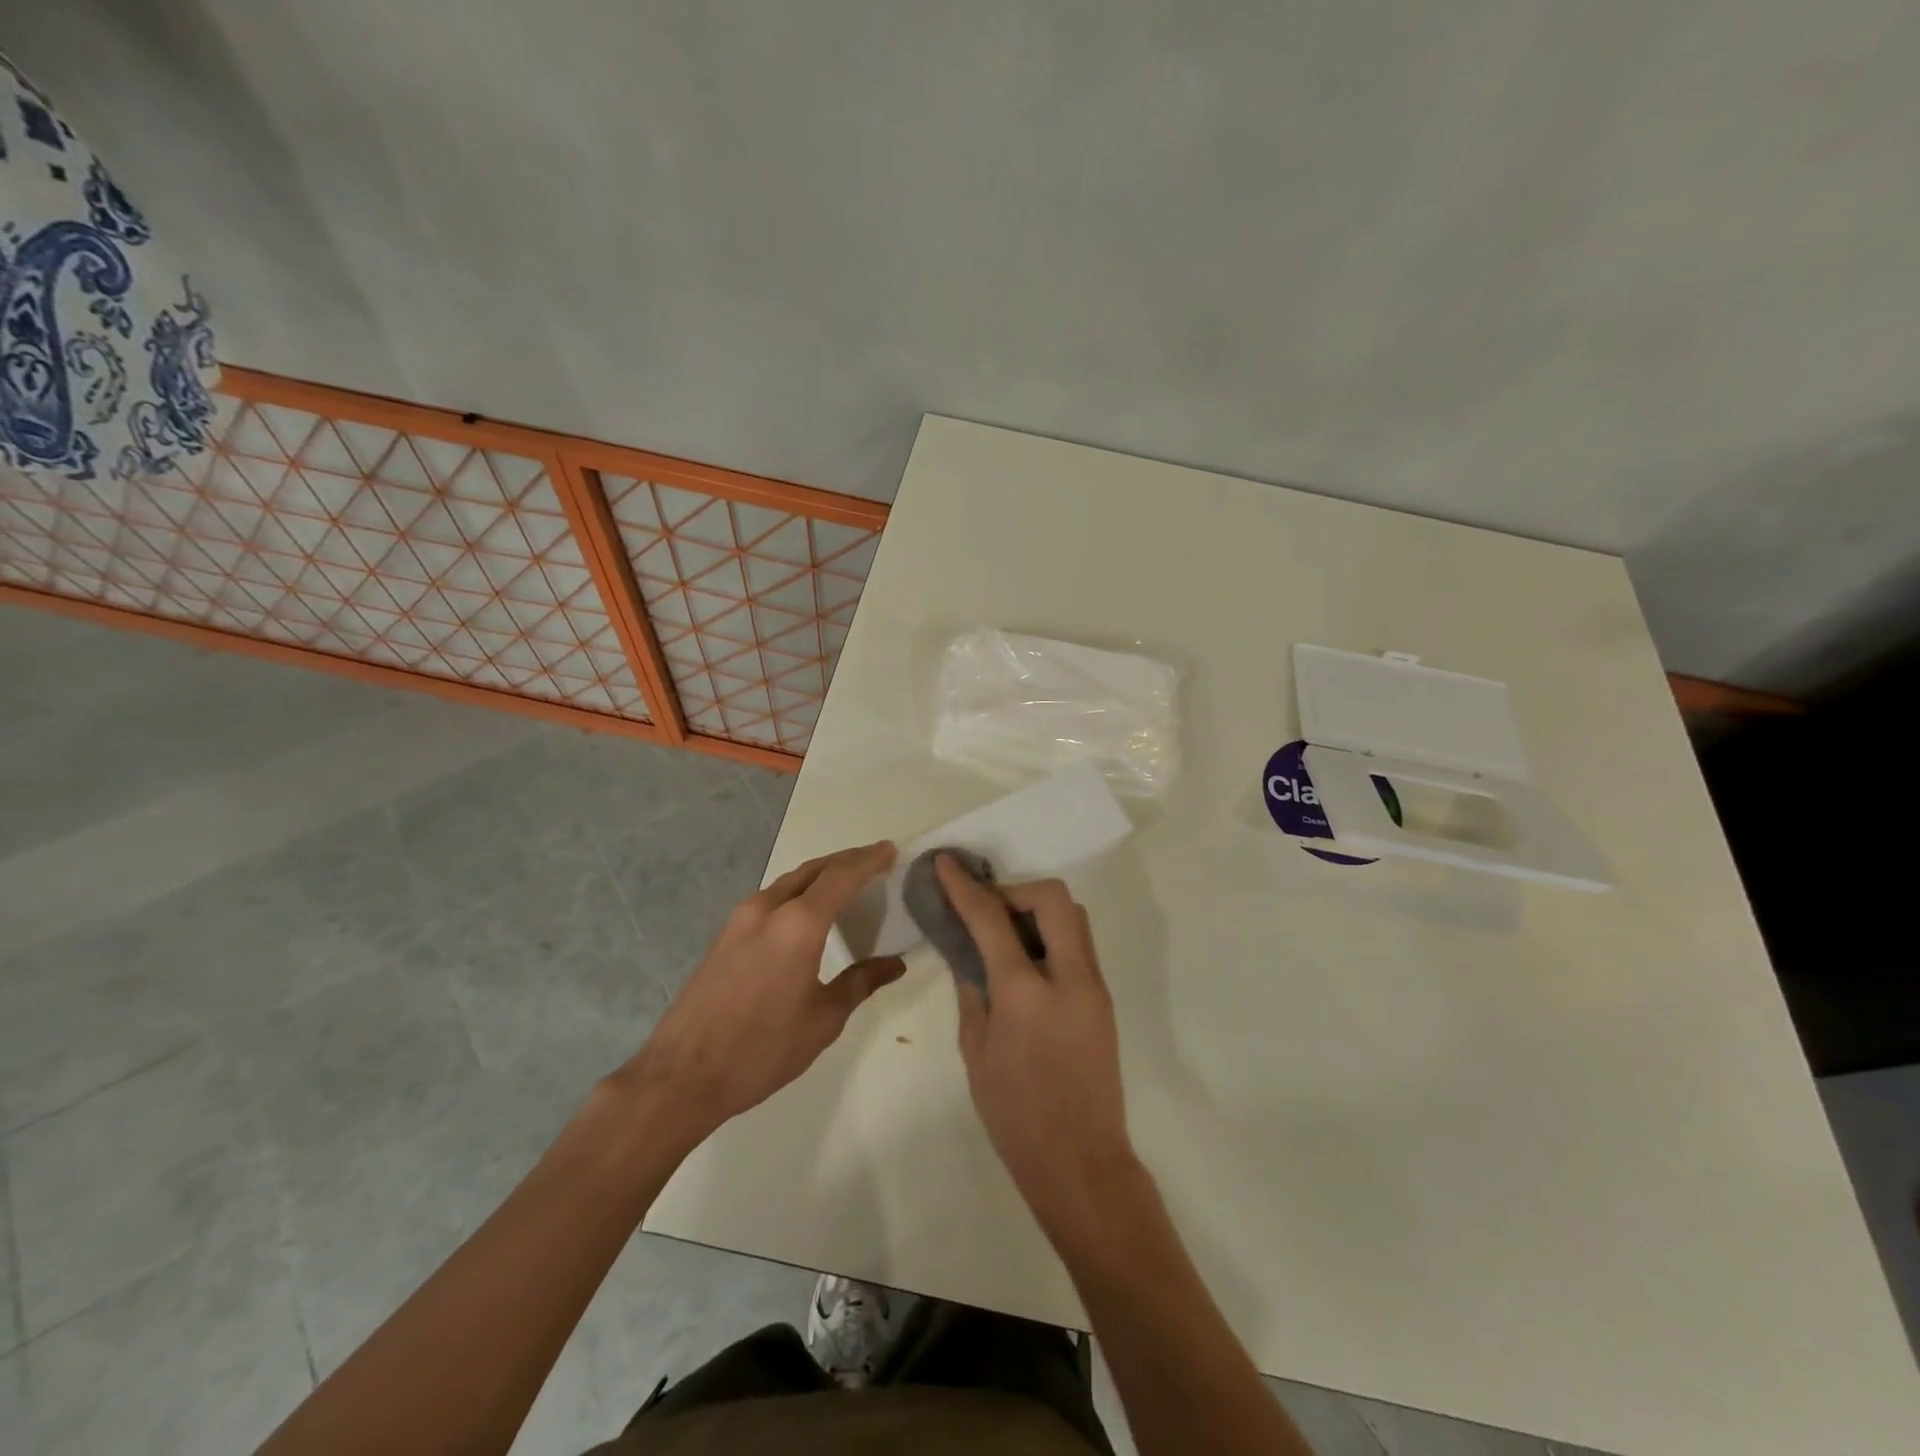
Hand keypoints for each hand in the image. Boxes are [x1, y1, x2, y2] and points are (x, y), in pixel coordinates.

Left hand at [621, 841, 904, 1141]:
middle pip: (814, 869)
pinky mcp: (725, 935)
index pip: (841, 876)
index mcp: (798, 924)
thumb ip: (861, 982)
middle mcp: (768, 908)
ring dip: (820, 874)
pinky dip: (798, 892)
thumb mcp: (823, 1020)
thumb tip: (895, 964)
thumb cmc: (762, 1049)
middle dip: (846, 860)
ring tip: (847, 882)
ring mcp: (740, 919)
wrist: (682, 1076)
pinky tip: (808, 912)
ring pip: (789, 881)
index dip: (869, 860)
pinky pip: (771, 898)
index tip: (891, 850)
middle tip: (875, 861)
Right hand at [935, 856, 1138, 1234]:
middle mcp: (1069, 977)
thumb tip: (966, 951)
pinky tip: (1026, 961)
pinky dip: (1051, 935)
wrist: (1081, 1163)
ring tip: (1005, 934)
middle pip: (1052, 898)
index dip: (965, 886)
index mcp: (1026, 993)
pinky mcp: (1104, 999)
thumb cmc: (1015, 1115)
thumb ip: (972, 990)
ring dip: (1037, 910)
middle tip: (987, 911)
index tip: (946, 863)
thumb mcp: (975, 1050)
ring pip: (1073, 917)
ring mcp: (1094, 987)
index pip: (992, 919)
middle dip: (1015, 891)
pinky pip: (1078, 944)